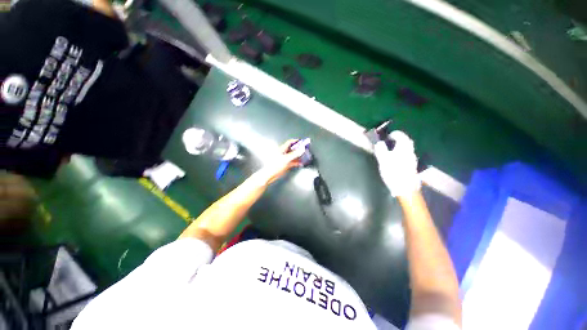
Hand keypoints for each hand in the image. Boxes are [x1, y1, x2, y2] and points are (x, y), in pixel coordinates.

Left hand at [256, 140, 305, 184]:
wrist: (270, 175)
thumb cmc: (275, 166)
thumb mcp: (286, 159)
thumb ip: (295, 154)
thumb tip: (301, 149)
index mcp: (282, 149)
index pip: (289, 142)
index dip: (296, 141)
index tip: (302, 142)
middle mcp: (284, 153)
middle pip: (292, 149)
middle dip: (299, 149)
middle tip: (305, 149)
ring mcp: (285, 159)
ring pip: (294, 156)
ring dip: (299, 156)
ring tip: (305, 156)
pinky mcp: (286, 165)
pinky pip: (293, 162)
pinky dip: (297, 162)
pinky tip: (301, 163)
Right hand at [374, 131, 420, 196]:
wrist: (405, 188)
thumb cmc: (393, 172)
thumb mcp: (383, 160)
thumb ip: (381, 150)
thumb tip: (379, 143)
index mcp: (403, 148)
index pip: (401, 136)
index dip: (394, 134)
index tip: (387, 136)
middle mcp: (410, 152)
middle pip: (407, 141)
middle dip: (399, 139)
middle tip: (390, 141)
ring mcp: (412, 159)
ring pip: (407, 148)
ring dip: (401, 146)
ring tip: (391, 150)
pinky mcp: (412, 166)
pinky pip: (407, 155)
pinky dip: (402, 153)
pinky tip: (396, 159)